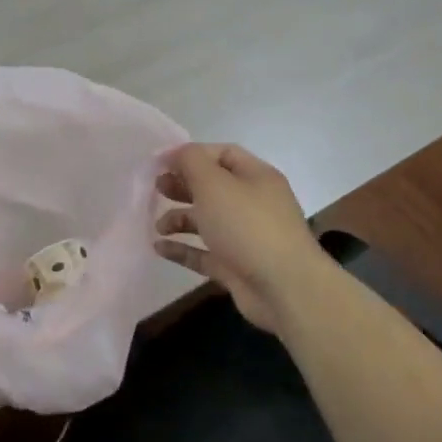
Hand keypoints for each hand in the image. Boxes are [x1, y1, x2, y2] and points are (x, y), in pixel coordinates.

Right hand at [154, 143, 333, 335]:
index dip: (191, 155)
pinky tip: (159, 248)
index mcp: (256, 177)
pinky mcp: (237, 266)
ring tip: (158, 226)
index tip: (160, 163)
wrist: (284, 288)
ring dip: (180, 219)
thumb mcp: (214, 184)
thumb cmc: (247, 226)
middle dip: (183, 186)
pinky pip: (204, 252)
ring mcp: (246, 237)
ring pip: (208, 221)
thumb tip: (176, 153)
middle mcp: (253, 203)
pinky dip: (183, 249)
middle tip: (157, 189)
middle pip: (213, 187)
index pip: (222, 154)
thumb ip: (191, 162)